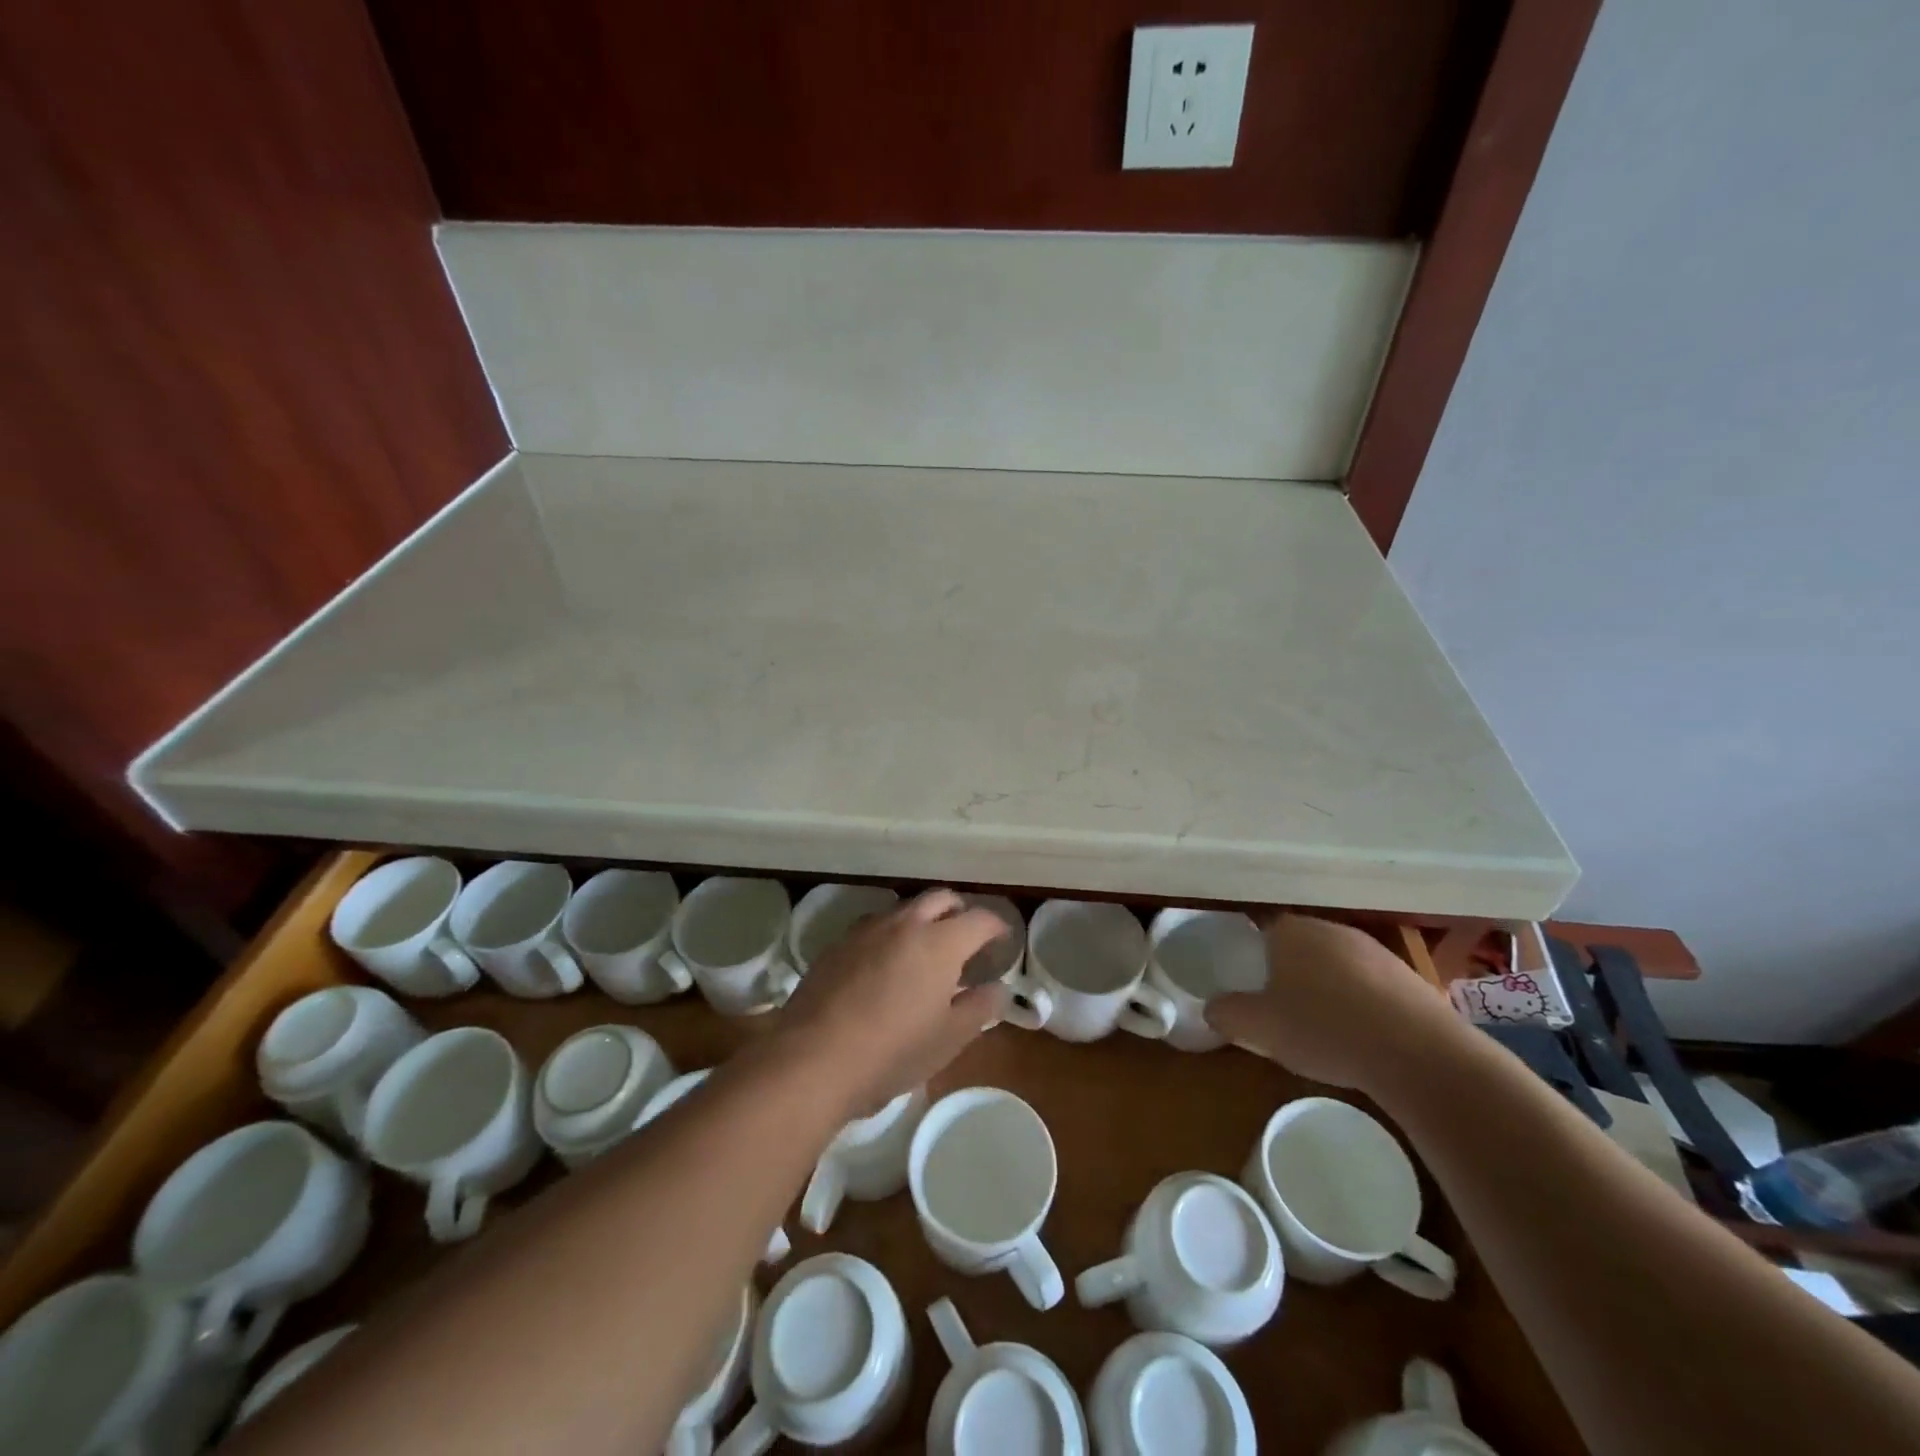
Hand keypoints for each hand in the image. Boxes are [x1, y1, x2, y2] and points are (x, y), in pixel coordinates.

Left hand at [777, 889, 1010, 1115]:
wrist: (813, 1058)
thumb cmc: (892, 1051)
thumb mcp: (949, 1039)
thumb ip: (980, 1008)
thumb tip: (999, 989)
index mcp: (940, 942)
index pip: (979, 919)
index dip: (996, 926)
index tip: (1002, 940)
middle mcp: (905, 923)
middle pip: (940, 898)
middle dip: (959, 911)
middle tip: (966, 936)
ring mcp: (867, 930)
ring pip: (904, 909)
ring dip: (922, 919)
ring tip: (925, 950)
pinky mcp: (837, 944)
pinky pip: (874, 926)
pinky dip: (891, 934)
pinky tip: (886, 964)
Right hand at [1206, 914, 1469, 1094]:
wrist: (1419, 1055)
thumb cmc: (1324, 1028)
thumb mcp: (1259, 1027)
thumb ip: (1227, 1013)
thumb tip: (1213, 1008)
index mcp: (1290, 930)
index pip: (1261, 928)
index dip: (1253, 955)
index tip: (1250, 984)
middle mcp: (1331, 929)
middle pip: (1300, 945)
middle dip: (1289, 971)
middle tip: (1280, 1008)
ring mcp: (1375, 951)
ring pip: (1337, 964)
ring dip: (1327, 988)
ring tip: (1322, 1027)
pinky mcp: (1410, 978)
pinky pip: (1371, 986)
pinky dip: (1361, 1004)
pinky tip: (1361, 1036)